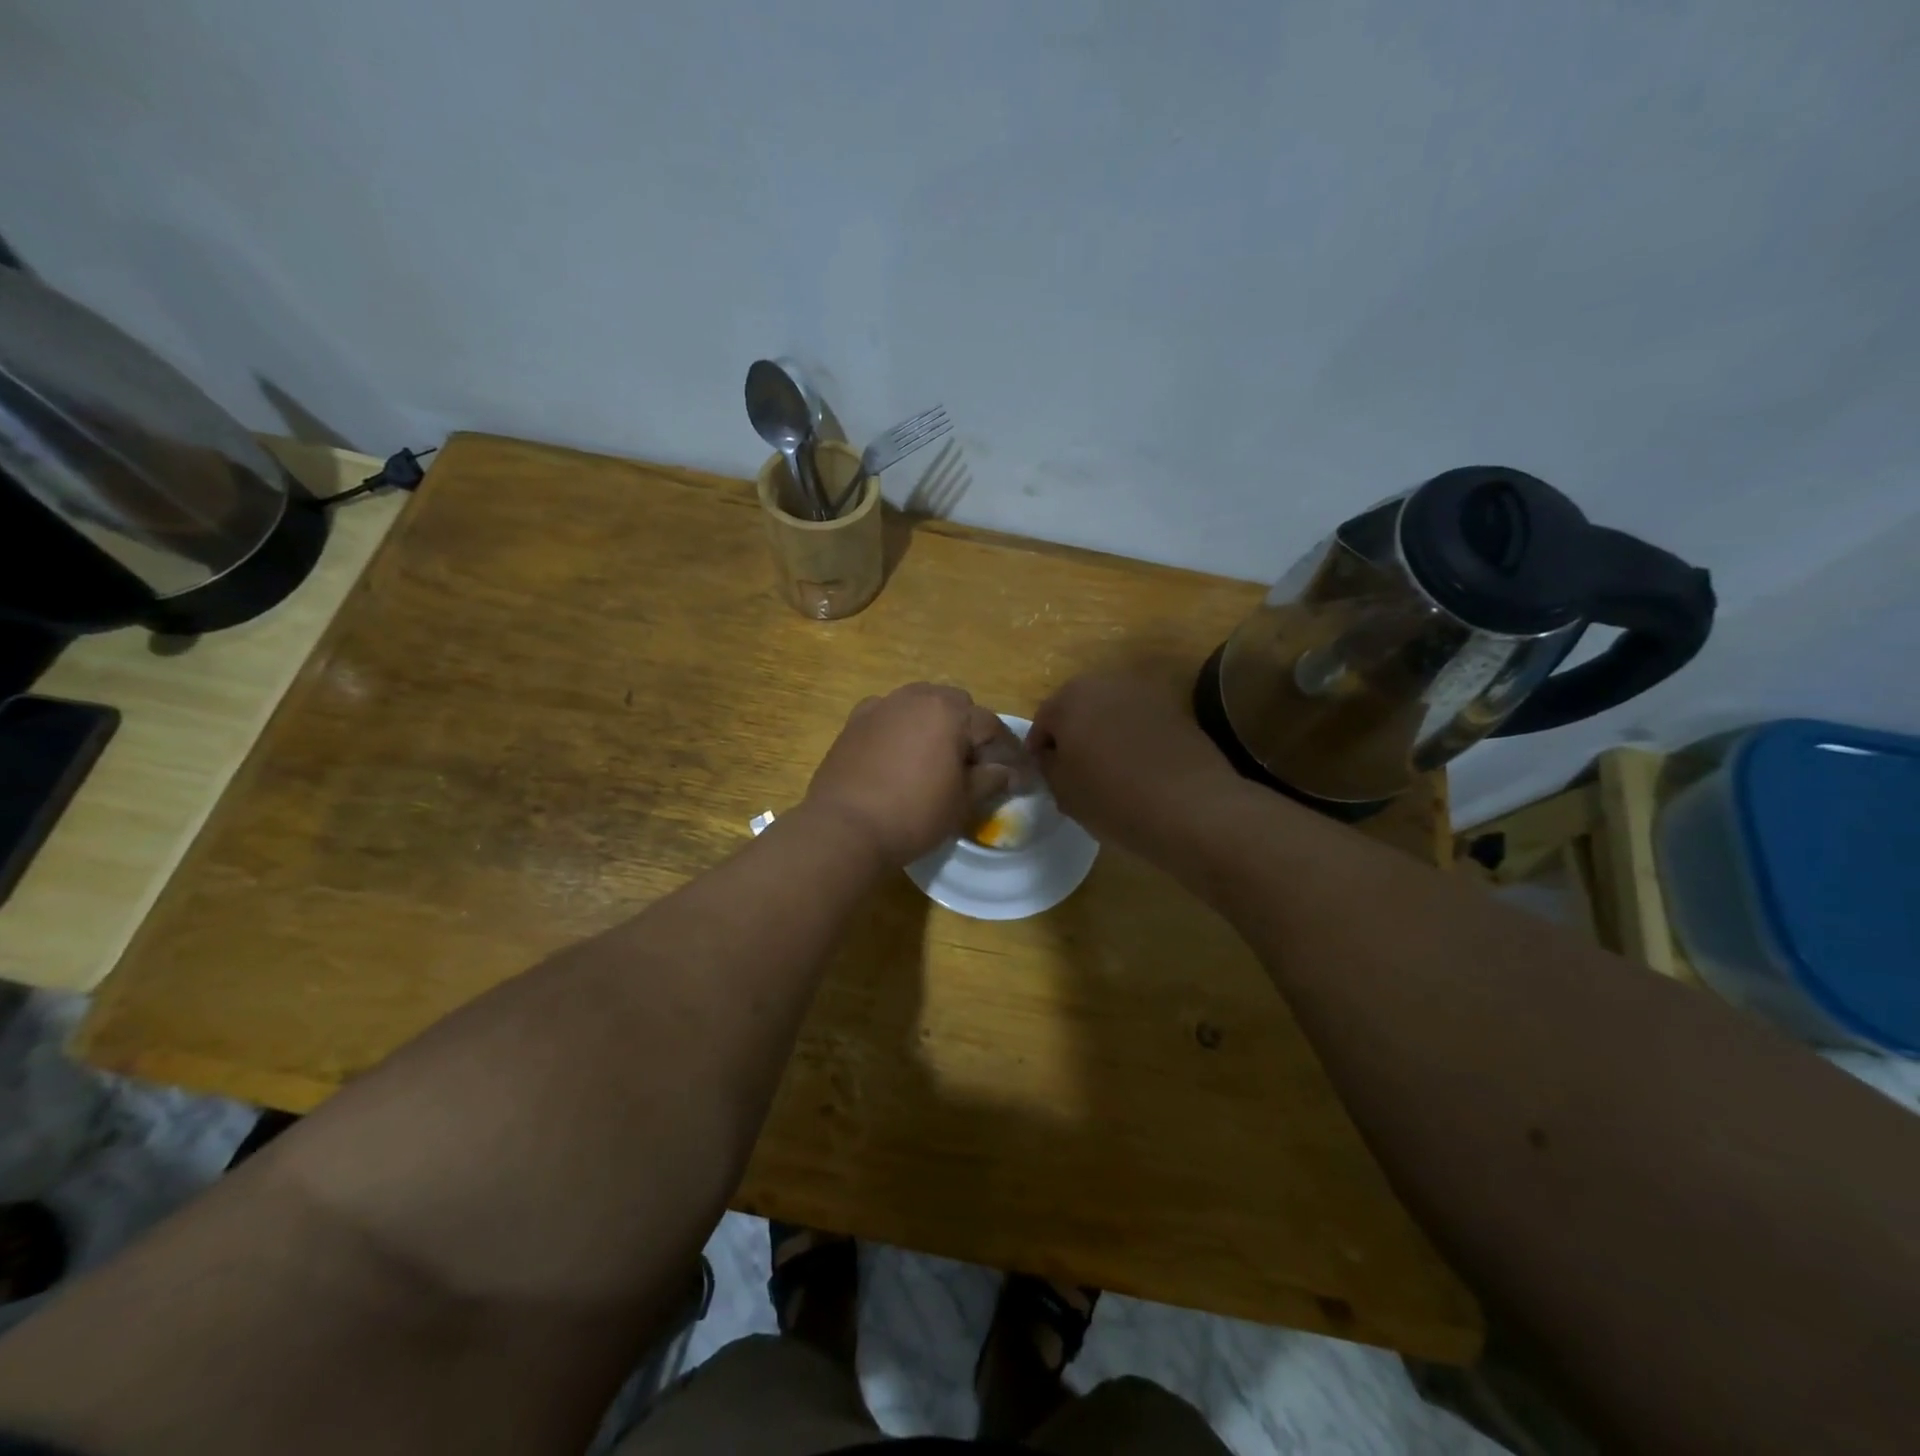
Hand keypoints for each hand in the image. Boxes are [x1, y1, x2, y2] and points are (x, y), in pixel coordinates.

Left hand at [803, 684, 1022, 868]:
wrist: (844, 827)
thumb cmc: (913, 814)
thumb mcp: (962, 802)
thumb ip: (989, 779)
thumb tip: (1008, 772)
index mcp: (948, 711)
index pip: (990, 725)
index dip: (1006, 751)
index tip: (1015, 775)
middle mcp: (915, 697)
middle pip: (954, 705)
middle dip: (968, 729)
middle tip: (971, 765)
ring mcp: (881, 706)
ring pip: (919, 704)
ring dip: (934, 723)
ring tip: (935, 758)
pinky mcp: (854, 722)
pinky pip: (888, 715)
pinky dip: (900, 727)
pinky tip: (899, 754)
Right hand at [1026, 672, 1243, 854]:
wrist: (1192, 807)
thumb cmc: (1113, 798)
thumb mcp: (1064, 791)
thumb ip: (1049, 767)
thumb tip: (1052, 757)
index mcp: (1070, 699)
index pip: (1042, 721)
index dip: (1040, 750)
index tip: (1044, 775)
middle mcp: (1106, 684)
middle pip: (1078, 708)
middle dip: (1073, 735)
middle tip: (1073, 770)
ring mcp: (1145, 693)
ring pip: (1111, 713)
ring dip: (1104, 734)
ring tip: (1107, 770)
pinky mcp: (1176, 710)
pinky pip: (1140, 723)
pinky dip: (1133, 740)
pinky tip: (1138, 770)